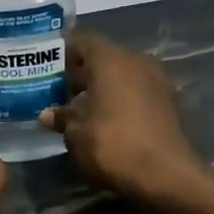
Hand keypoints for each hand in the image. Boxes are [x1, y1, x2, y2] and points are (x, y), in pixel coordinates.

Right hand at [40, 30, 206, 203]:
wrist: (166, 174)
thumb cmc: (113, 145)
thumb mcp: (77, 134)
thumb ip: (62, 117)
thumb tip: (48, 114)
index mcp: (111, 59)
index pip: (81, 39)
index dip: (62, 49)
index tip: (46, 64)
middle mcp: (136, 60)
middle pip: (102, 56)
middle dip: (80, 71)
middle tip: (57, 89)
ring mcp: (156, 79)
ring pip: (121, 73)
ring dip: (100, 86)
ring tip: (79, 106)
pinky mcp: (168, 101)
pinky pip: (135, 89)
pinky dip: (119, 97)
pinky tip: (104, 118)